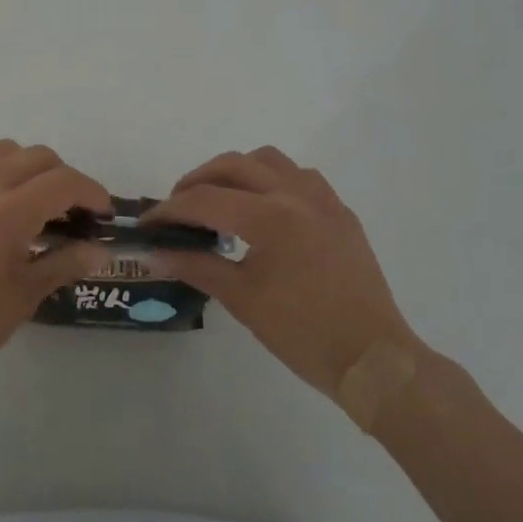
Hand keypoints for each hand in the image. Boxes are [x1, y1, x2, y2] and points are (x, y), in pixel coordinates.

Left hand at [0, 141, 108, 394]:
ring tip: (28, 202)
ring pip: (1, 150)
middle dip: (63, 178)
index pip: (64, 182)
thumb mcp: (23, 297)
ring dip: (26, 167)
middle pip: (37, 157)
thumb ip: (64, 263)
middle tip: (70, 213)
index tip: (101, 214)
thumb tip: (100, 251)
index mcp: (7, 212)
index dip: (91, 192)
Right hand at [149, 147, 425, 409]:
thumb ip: (197, 266)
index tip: (148, 224)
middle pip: (233, 165)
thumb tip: (156, 253)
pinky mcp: (340, 211)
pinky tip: (265, 209)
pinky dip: (271, 180)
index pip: (205, 200)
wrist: (374, 361)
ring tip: (220, 199)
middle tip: (178, 206)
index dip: (170, 210)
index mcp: (269, 217)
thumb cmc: (304, 334)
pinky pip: (299, 176)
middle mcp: (295, 194)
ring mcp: (322, 199)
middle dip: (197, 180)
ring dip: (236, 171)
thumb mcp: (243, 300)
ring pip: (268, 160)